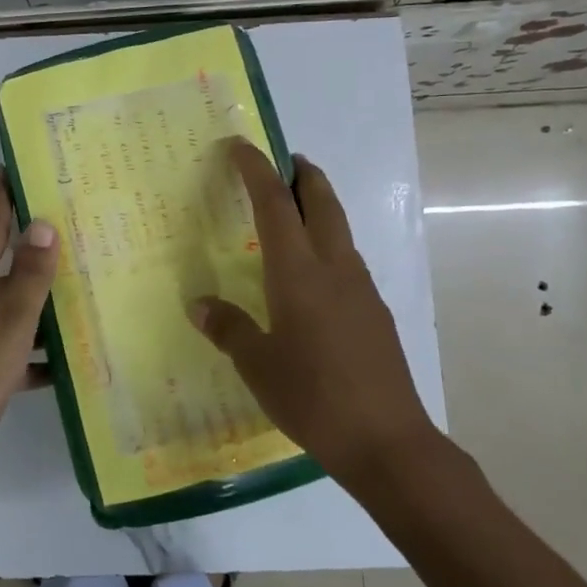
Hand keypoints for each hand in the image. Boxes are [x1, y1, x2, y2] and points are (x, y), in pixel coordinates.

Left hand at [0, 174, 58, 480]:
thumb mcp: (10, 326)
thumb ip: (29, 277)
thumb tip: (41, 225)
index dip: (2, 198)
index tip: (10, 168)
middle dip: (28, 256)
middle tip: (66, 239)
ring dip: (30, 306)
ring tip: (72, 301)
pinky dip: (20, 348)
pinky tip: (54, 364)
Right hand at [189, 139, 436, 490]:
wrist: (387, 441)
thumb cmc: (312, 396)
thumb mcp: (257, 365)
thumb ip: (228, 328)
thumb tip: (199, 305)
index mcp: (298, 273)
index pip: (275, 205)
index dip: (256, 170)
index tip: (240, 146)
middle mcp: (334, 269)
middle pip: (323, 203)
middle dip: (304, 175)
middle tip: (286, 161)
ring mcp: (361, 289)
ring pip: (340, 229)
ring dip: (320, 207)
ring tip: (295, 211)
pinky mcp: (375, 312)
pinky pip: (347, 260)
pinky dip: (328, 243)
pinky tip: (313, 274)